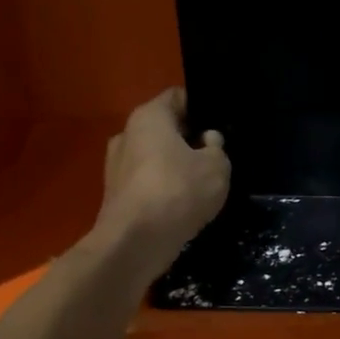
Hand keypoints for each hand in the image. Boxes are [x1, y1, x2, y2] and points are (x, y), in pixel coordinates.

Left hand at [92, 88, 229, 267]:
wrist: (136, 242)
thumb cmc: (178, 191)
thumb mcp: (217, 166)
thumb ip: (217, 147)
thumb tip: (207, 140)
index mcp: (149, 117)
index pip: (179, 96)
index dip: (203, 107)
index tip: (222, 123)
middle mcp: (127, 134)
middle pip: (166, 128)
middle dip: (190, 138)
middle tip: (218, 154)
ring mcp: (117, 166)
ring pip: (156, 157)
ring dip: (178, 166)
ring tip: (204, 182)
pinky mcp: (117, 195)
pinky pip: (149, 182)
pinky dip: (165, 189)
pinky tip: (185, 204)